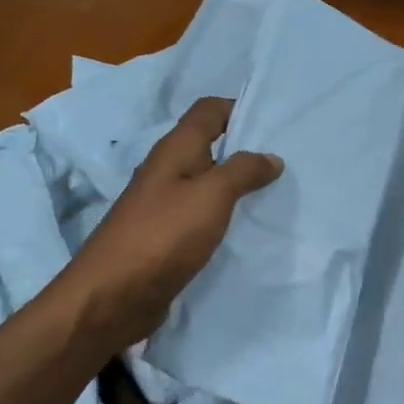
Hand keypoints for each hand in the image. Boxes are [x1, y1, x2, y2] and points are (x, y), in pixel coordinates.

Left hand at [65, 97, 281, 348]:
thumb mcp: (211, 195)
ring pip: (208, 184)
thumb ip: (243, 171)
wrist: (115, 295)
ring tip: (278, 194)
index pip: (208, 111)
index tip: (276, 123)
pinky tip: (248, 229)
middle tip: (289, 161)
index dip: (239, 109)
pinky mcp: (167, 239)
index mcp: (174, 150)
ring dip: (238, 186)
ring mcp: (165, 207)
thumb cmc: (163, 235)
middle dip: (246, 150)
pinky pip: (203, 217)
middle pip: (210, 147)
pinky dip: (226, 217)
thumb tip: (271, 156)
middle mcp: (167, 172)